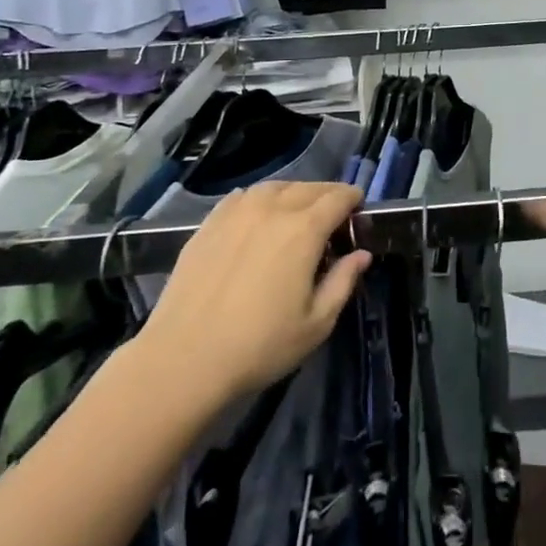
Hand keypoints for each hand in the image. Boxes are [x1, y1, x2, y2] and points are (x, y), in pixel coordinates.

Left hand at [136, 182, 369, 407]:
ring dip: (294, 193)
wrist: (184, 358)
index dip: (353, 198)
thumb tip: (361, 254)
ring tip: (297, 212)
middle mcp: (271, 210)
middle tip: (334, 215)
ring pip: (274, 187)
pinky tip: (258, 216)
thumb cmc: (260, 345)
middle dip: (327, 195)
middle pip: (308, 188)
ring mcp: (236, 213)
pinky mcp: (208, 224)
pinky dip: (259, 199)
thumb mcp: (317, 323)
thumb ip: (343, 282)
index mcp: (304, 230)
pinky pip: (242, 197)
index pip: (337, 198)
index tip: (359, 209)